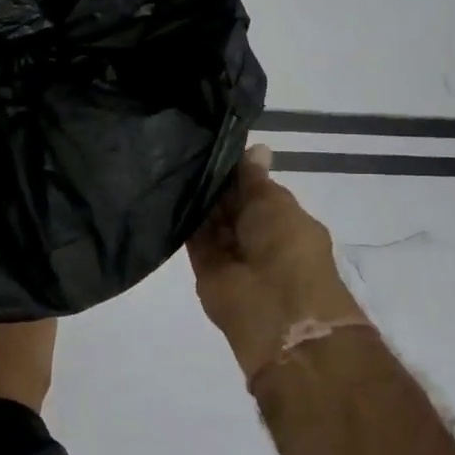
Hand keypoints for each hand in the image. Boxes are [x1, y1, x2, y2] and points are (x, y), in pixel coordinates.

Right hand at [187, 146, 368, 386]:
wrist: (277, 312)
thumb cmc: (288, 249)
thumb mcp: (275, 203)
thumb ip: (254, 179)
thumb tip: (257, 146)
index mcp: (281, 218)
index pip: (253, 187)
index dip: (235, 168)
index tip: (210, 142)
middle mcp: (255, 234)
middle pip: (229, 203)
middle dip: (213, 182)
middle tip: (184, 146)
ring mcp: (230, 253)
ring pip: (209, 219)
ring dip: (196, 198)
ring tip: (171, 161)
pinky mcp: (204, 268)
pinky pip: (192, 238)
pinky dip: (182, 219)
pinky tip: (166, 190)